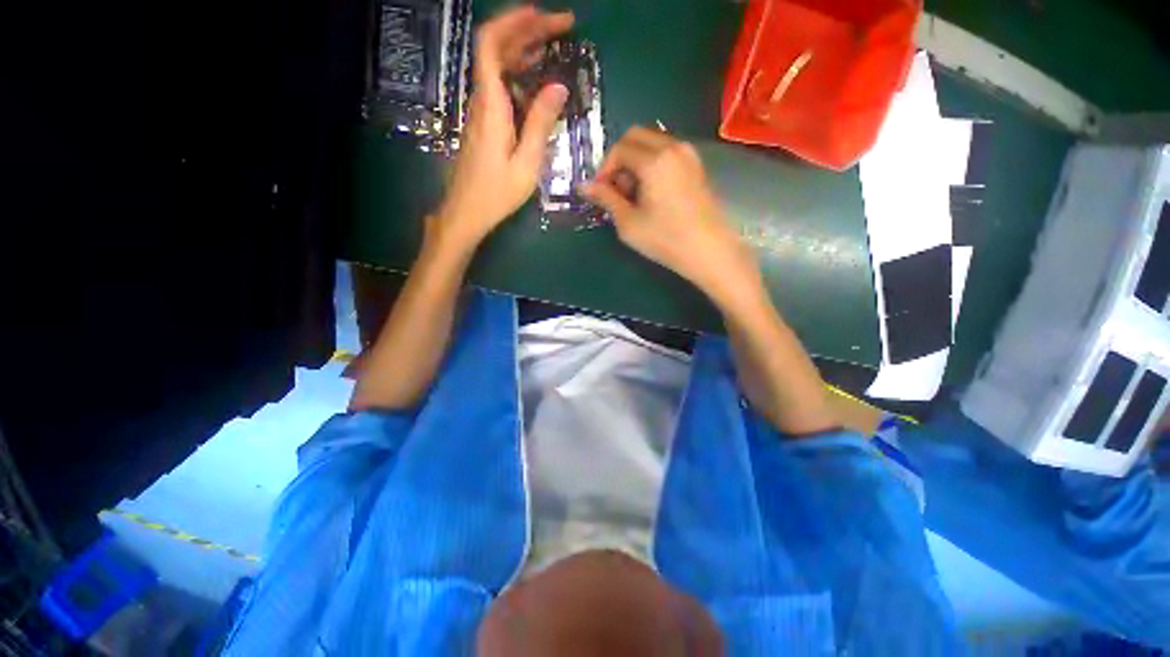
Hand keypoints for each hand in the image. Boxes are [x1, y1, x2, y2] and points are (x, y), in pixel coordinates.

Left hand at [436, 6, 572, 247]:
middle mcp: (482, 100)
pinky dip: (518, 70)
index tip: (544, 16)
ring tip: (553, 43)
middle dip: (527, 29)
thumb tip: (558, 87)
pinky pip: (499, 84)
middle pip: (496, 48)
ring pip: (497, 64)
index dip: (515, 22)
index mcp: (491, 106)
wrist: (466, 212)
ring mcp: (481, 110)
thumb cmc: (497, 193)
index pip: (491, 45)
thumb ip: (540, 124)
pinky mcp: (484, 122)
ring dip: (523, 47)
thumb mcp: (526, 163)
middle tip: (562, 27)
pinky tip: (536, 76)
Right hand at [580, 127, 762, 307]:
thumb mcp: (628, 222)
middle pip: (635, 136)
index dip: (604, 169)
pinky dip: (652, 163)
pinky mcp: (696, 164)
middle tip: (616, 190)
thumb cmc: (666, 239)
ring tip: (634, 194)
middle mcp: (672, 146)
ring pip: (651, 142)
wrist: (709, 250)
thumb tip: (582, 185)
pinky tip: (652, 192)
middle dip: (619, 159)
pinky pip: (666, 151)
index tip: (600, 192)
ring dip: (635, 161)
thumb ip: (606, 198)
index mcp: (654, 159)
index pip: (619, 149)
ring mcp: (688, 154)